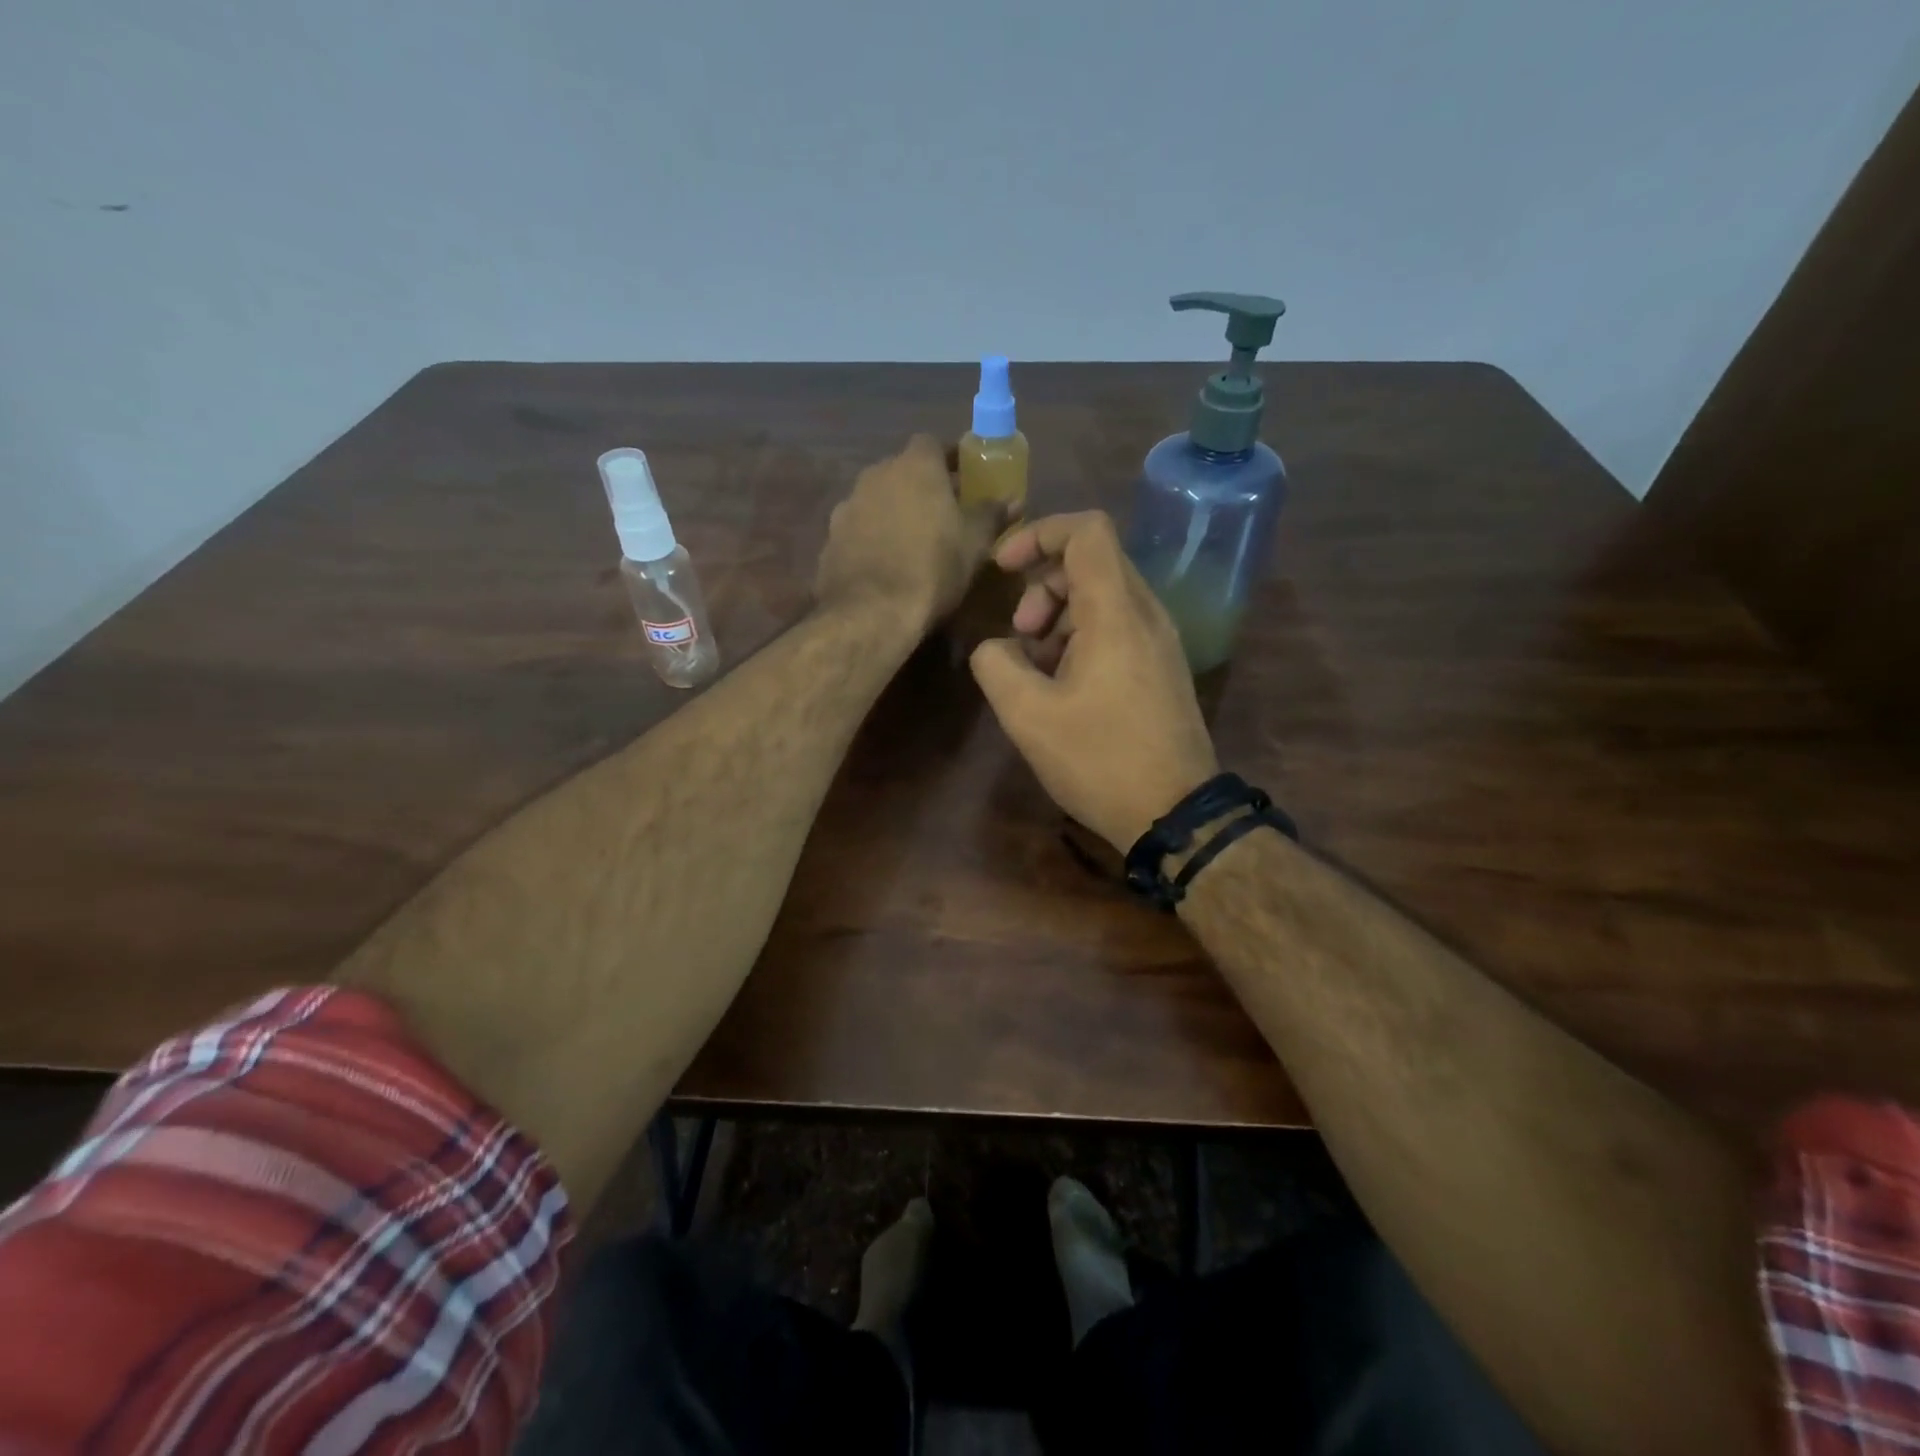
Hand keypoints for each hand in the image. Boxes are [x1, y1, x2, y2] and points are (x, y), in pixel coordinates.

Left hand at [814, 435, 1002, 632]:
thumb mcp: (974, 543)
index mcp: (914, 466)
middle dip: (921, 487)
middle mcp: (875, 475)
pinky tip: (885, 565)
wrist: (870, 612)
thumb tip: (1012, 500)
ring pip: (877, 501)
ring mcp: (847, 507)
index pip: (932, 443)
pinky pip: (858, 531)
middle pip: (902, 471)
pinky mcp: (829, 541)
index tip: (964, 478)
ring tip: (912, 542)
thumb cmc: (933, 568)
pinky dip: (872, 540)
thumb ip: (991, 514)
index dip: (949, 459)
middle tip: (942, 513)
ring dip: (893, 513)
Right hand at [969, 511, 1217, 851]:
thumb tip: (997, 647)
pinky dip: (1081, 638)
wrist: (1175, 813)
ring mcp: (1160, 642)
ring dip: (1058, 616)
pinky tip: (1062, 686)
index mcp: (1117, 613)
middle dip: (1042, 586)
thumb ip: (996, 665)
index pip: (1085, 531)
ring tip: (1034, 667)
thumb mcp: (1027, 715)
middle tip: (1020, 634)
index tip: (1003, 568)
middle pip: (1091, 562)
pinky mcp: (1162, 668)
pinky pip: (1118, 628)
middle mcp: (1146, 614)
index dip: (1038, 533)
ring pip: (1103, 597)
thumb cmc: (1100, 760)